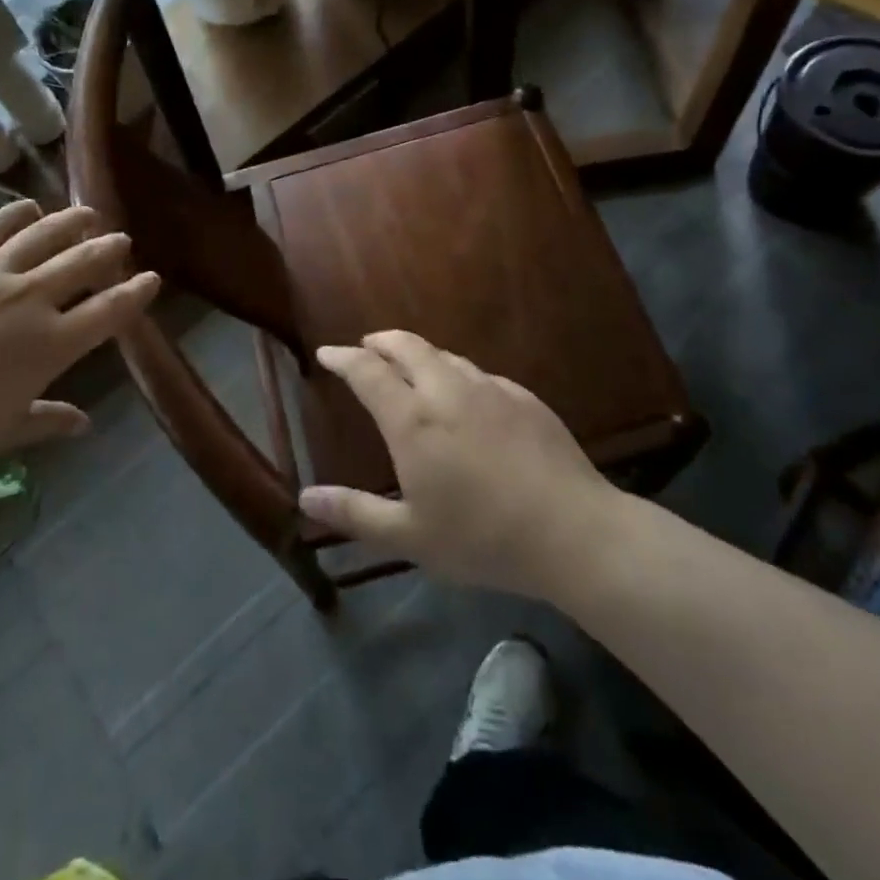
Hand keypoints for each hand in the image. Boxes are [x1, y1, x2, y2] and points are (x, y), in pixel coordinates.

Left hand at [0, 201, 158, 469]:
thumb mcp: (2, 433)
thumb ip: (48, 422)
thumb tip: (85, 423)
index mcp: (51, 344)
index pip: (109, 312)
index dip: (136, 294)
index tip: (151, 280)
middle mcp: (31, 298)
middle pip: (84, 263)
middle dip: (110, 250)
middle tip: (122, 241)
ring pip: (45, 235)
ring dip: (73, 222)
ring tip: (89, 214)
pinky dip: (16, 214)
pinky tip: (29, 207)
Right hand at [301, 331, 616, 598]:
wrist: (574, 533)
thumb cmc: (483, 538)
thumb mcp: (410, 537)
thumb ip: (354, 514)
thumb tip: (304, 498)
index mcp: (413, 420)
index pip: (367, 372)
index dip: (343, 358)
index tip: (326, 352)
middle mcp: (448, 391)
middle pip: (407, 346)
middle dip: (380, 341)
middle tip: (365, 347)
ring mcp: (490, 390)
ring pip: (445, 355)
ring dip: (418, 354)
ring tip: (409, 366)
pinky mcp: (524, 398)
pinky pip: (478, 373)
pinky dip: (455, 372)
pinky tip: (464, 395)